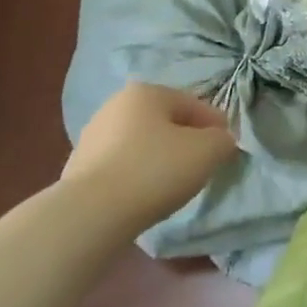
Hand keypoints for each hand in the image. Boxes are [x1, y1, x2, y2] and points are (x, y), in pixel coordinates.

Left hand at [62, 82, 238, 233]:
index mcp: (146, 93)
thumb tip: (220, 140)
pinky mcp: (80, 166)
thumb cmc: (155, 170)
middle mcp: (116, 105)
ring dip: (160, 156)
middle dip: (186, 139)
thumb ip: (222, 140)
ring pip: (142, 142)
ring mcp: (93, 135)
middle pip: (165, 121)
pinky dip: (138, 173)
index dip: (215, 125)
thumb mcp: (207, 152)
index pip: (193, 104)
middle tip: (203, 164)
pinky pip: (122, 164)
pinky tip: (146, 193)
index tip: (227, 147)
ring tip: (174, 183)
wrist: (93, 213)